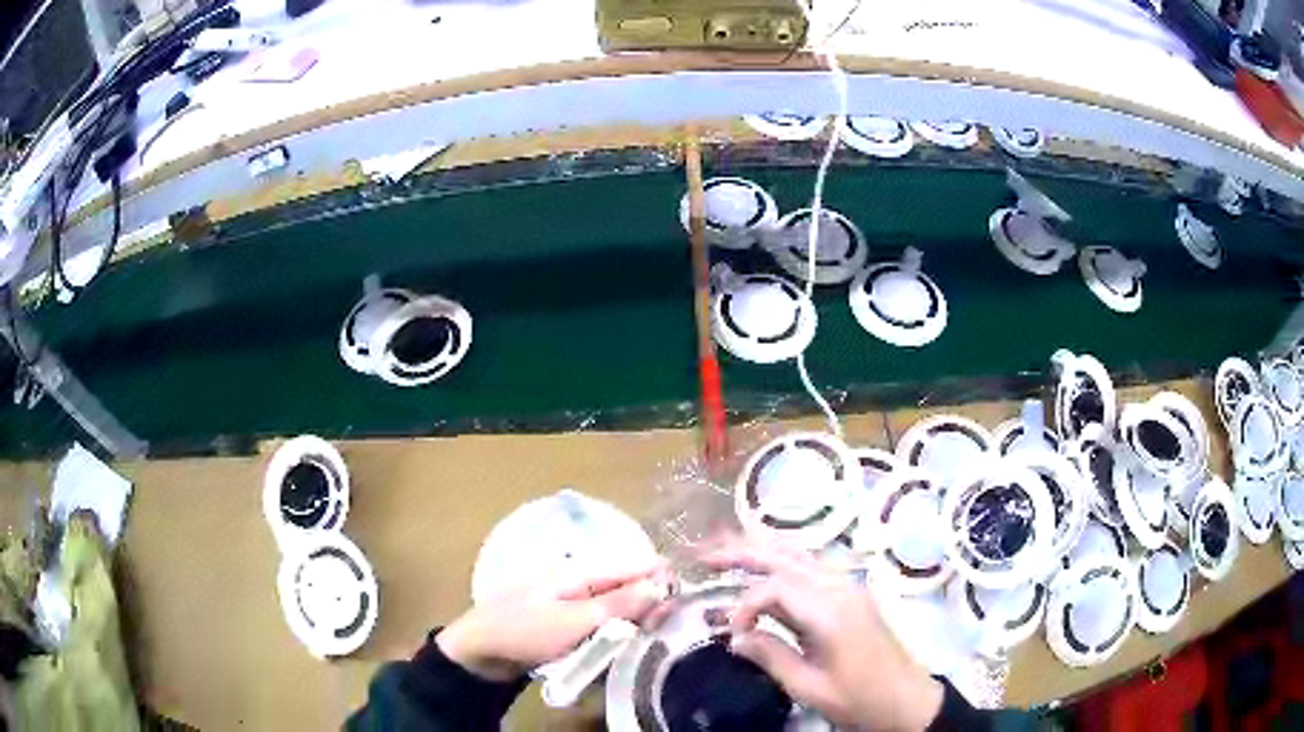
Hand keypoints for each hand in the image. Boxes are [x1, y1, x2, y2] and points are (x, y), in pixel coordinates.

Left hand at [437, 564, 665, 681]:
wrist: (479, 651)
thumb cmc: (525, 631)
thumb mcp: (573, 620)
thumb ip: (617, 603)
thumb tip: (660, 582)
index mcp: (581, 571)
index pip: (633, 566)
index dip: (662, 578)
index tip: (689, 600)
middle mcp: (579, 581)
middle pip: (626, 587)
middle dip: (650, 604)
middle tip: (670, 630)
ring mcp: (570, 602)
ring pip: (614, 606)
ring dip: (632, 622)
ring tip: (652, 640)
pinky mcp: (564, 622)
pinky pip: (597, 623)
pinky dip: (611, 633)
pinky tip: (623, 646)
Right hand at [701, 536, 943, 731]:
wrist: (907, 700)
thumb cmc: (859, 699)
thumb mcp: (809, 687)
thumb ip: (770, 656)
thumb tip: (735, 636)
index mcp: (831, 610)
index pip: (776, 587)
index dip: (745, 604)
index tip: (729, 632)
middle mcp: (841, 587)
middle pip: (787, 556)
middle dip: (743, 551)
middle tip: (703, 553)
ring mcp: (849, 587)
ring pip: (800, 555)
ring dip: (762, 550)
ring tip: (726, 549)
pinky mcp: (852, 595)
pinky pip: (812, 567)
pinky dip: (783, 561)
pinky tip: (766, 566)